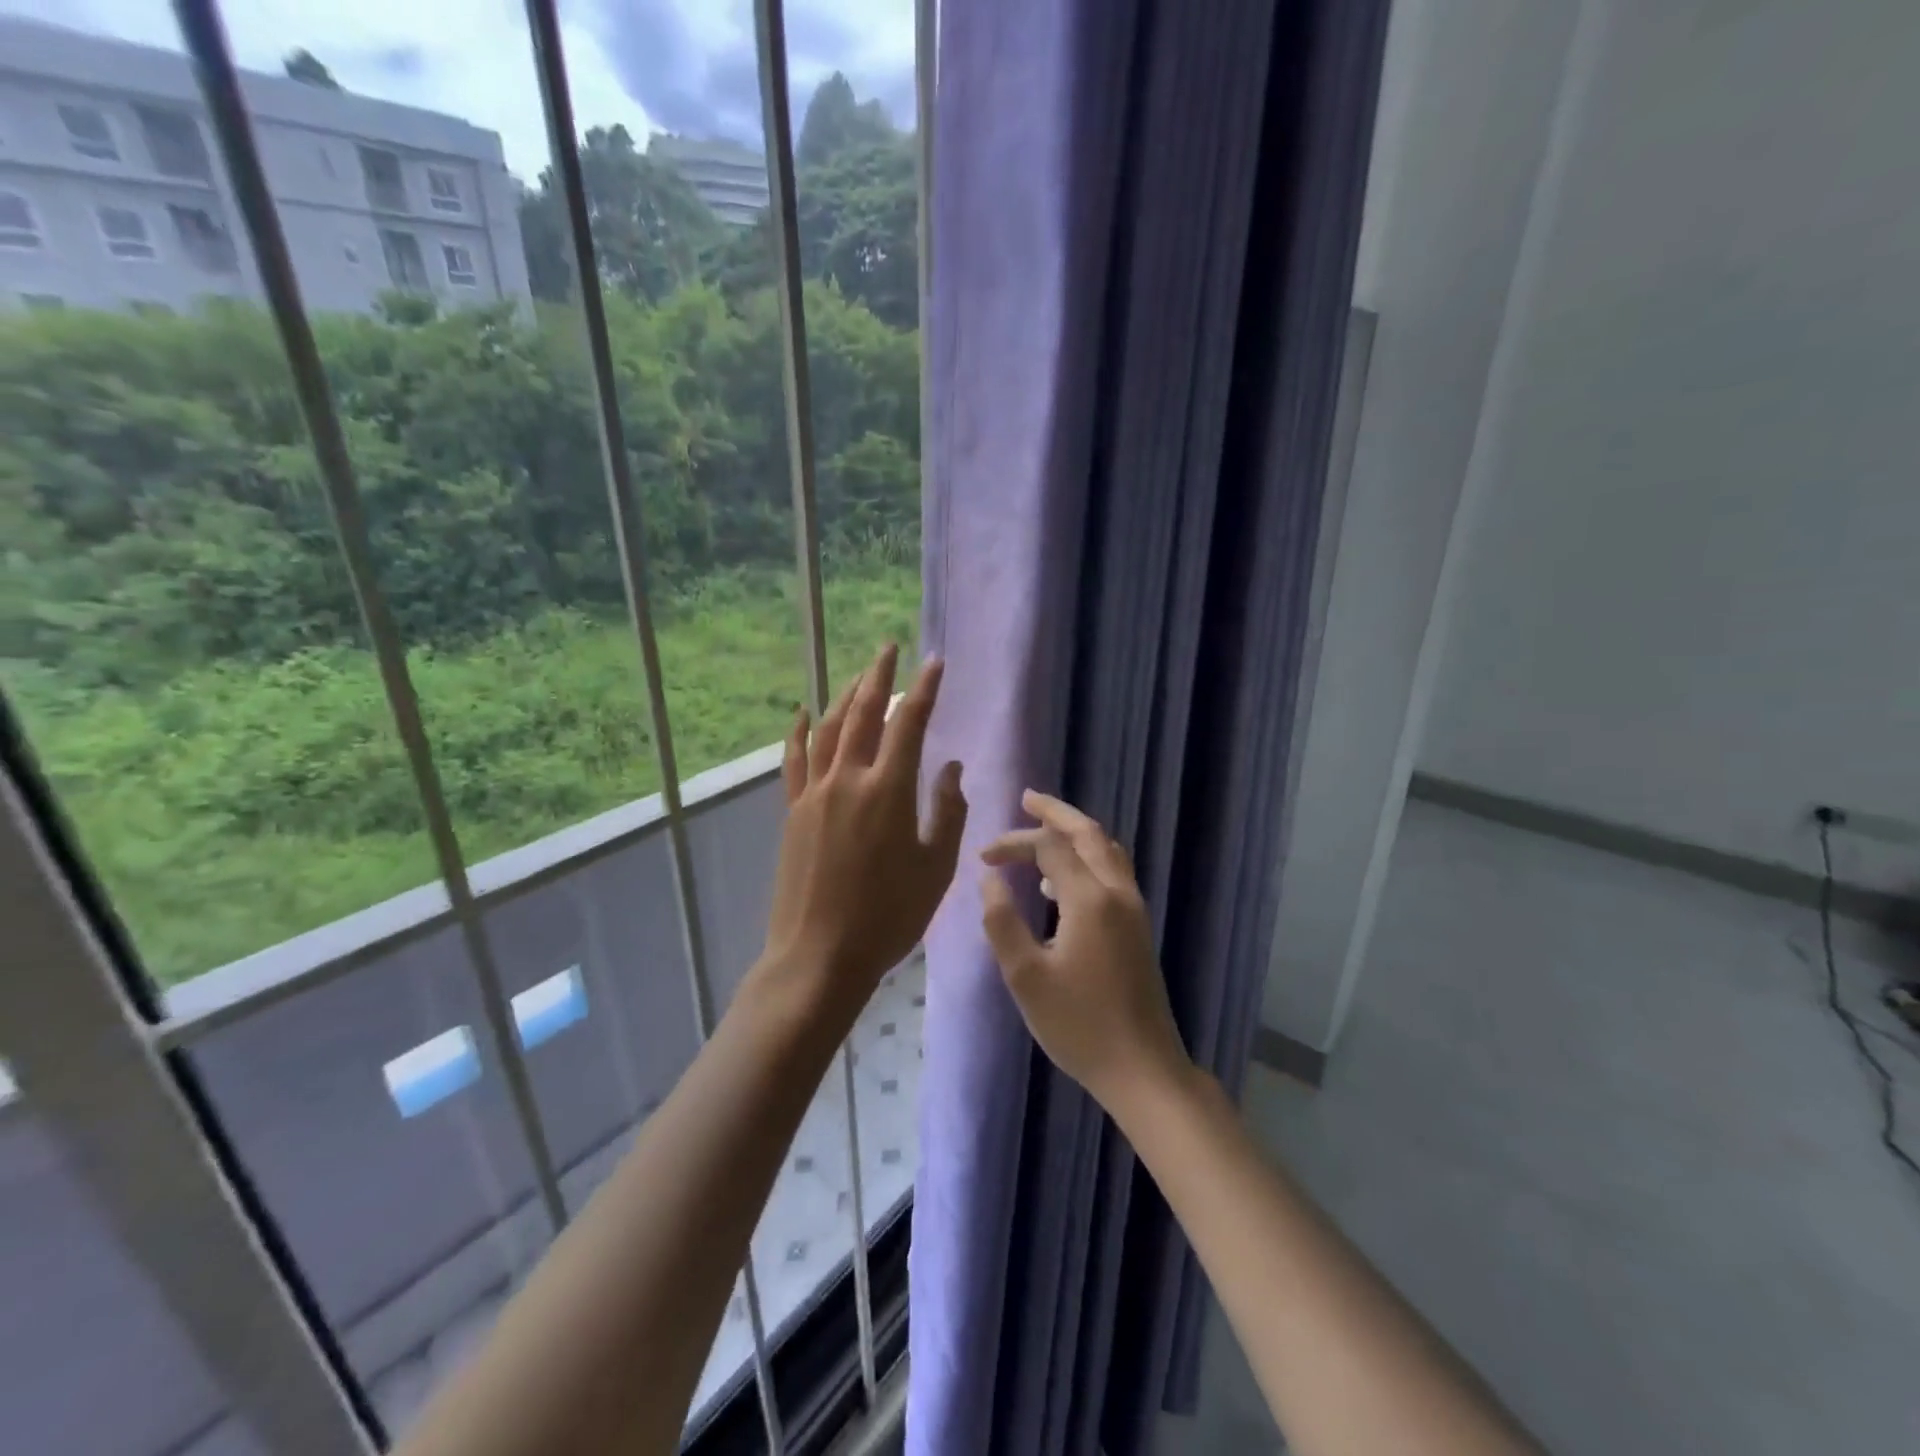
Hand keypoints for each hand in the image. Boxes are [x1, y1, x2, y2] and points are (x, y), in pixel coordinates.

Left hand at [758, 644, 966, 1022]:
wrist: (820, 954)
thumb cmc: (888, 916)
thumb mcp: (935, 868)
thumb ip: (948, 812)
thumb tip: (949, 767)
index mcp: (888, 791)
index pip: (909, 724)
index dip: (923, 689)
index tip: (933, 662)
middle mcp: (848, 779)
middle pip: (862, 713)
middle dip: (877, 677)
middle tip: (888, 648)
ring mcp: (815, 793)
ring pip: (829, 729)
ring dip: (844, 696)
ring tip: (859, 676)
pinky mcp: (794, 811)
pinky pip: (796, 759)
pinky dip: (800, 731)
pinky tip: (803, 713)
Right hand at [981, 791, 1191, 1115]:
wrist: (1142, 1068)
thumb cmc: (1078, 1025)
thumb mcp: (1026, 976)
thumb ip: (1002, 921)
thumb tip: (990, 878)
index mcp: (1090, 899)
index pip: (1050, 847)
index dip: (1015, 843)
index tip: (983, 857)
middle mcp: (1118, 893)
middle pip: (1089, 833)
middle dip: (1056, 813)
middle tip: (1027, 799)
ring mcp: (1133, 909)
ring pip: (1107, 850)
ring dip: (1075, 833)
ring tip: (1041, 832)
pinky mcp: (1137, 927)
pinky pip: (1113, 872)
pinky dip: (1087, 859)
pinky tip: (1060, 884)